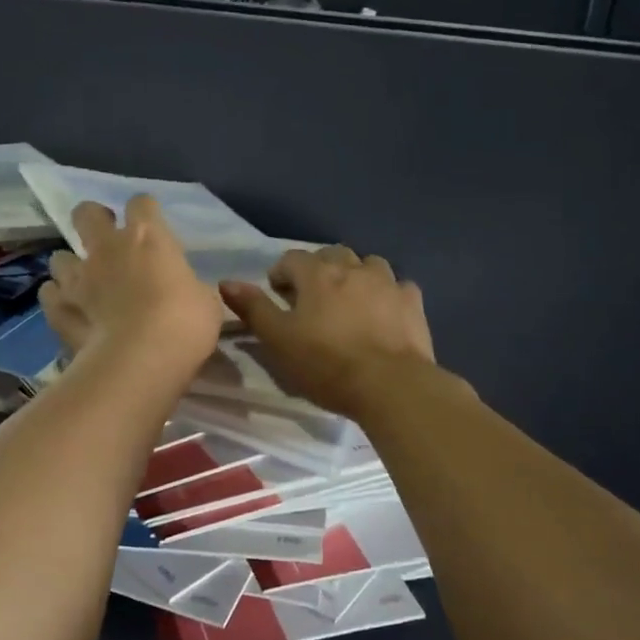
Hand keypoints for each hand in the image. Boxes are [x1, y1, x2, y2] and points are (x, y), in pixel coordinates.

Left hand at [38, 196, 220, 387]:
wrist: (141, 360)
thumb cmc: (184, 324)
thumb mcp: (205, 302)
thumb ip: (188, 287)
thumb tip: (185, 290)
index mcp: (148, 238)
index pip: (141, 204)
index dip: (145, 211)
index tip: (152, 225)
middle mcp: (107, 248)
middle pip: (86, 213)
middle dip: (93, 220)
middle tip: (105, 240)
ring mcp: (77, 278)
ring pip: (59, 257)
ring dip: (71, 267)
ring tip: (83, 284)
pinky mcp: (59, 308)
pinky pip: (49, 294)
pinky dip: (58, 299)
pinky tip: (68, 310)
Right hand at [218, 246, 434, 418]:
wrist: (389, 385)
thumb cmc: (326, 364)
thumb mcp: (279, 341)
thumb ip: (254, 309)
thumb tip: (227, 282)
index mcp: (317, 275)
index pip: (292, 258)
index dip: (281, 274)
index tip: (278, 294)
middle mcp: (353, 268)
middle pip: (331, 254)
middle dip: (319, 269)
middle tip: (312, 297)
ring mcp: (387, 282)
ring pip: (368, 264)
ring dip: (355, 275)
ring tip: (350, 300)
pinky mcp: (412, 302)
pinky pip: (397, 287)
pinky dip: (387, 293)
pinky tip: (384, 312)